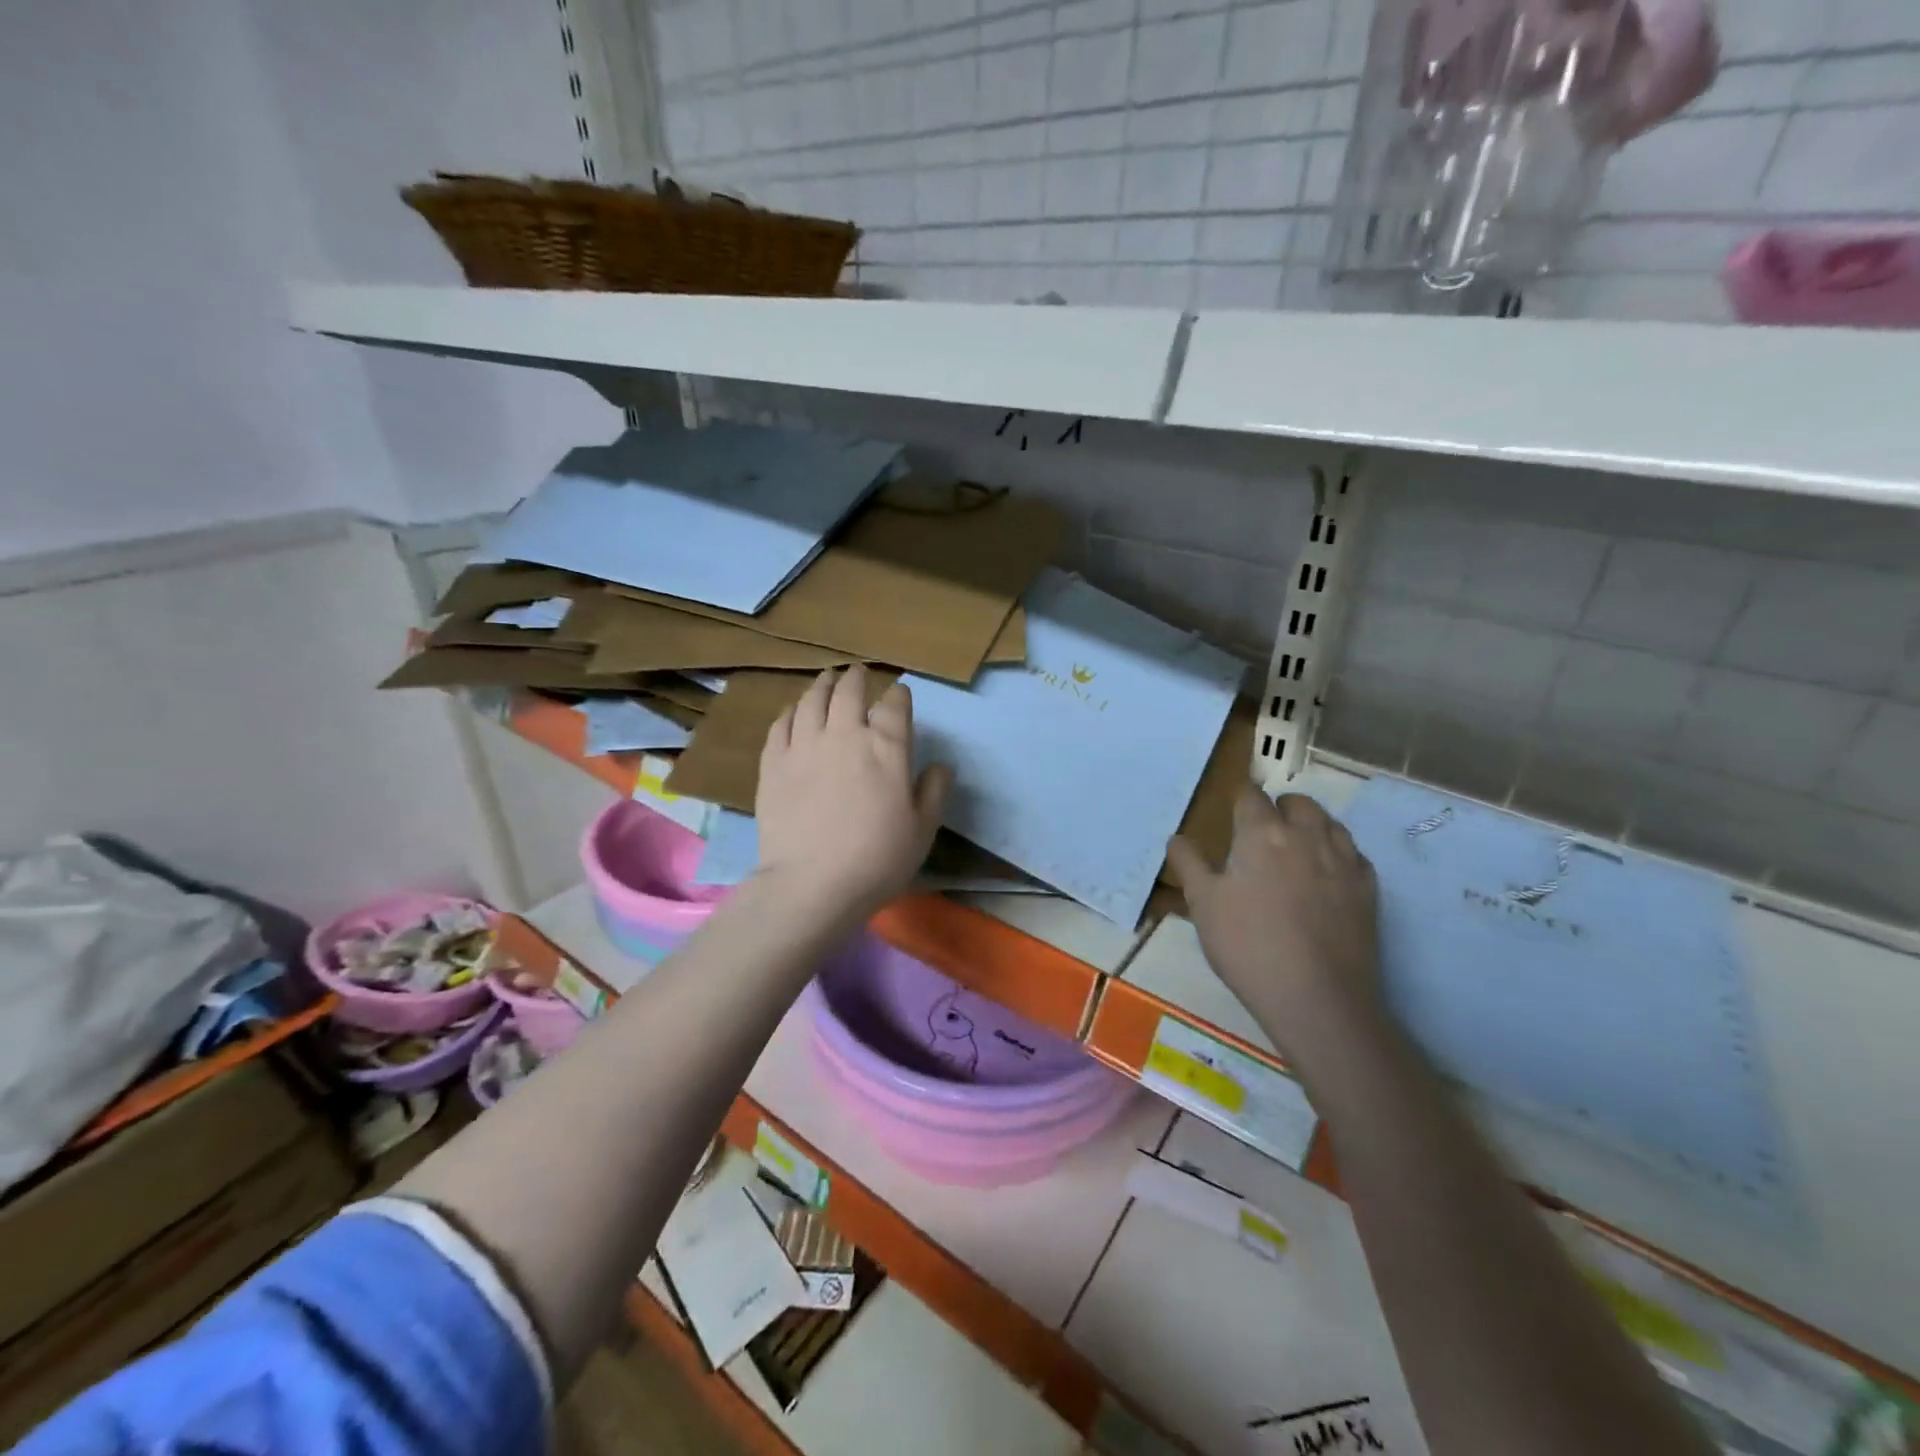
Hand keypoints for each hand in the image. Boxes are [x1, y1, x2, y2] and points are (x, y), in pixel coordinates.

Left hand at [756, 665, 951, 917]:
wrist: (813, 883)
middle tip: (858, 673)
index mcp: (886, 747)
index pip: (895, 706)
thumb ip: (934, 791)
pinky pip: (781, 725)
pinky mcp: (774, 763)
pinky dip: (791, 711)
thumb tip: (940, 766)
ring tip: (827, 680)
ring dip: (822, 686)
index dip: (899, 696)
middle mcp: (845, 734)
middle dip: (857, 679)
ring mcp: (804, 745)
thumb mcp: (922, 830)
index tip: (899, 695)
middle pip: (849, 692)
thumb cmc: (878, 859)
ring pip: (812, 701)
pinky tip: (793, 711)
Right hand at [1166, 786, 1382, 1059]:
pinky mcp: (1368, 888)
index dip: (1240, 799)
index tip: (1232, 812)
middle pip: (1297, 802)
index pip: (1251, 796)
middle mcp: (1306, 835)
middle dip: (1278, 808)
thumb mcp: (1203, 904)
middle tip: (1261, 834)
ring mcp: (1343, 860)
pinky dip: (1337, 853)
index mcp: (1262, 833)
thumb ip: (1189, 863)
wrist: (1317, 997)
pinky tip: (1325, 875)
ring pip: (1329, 822)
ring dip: (1310, 825)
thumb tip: (1177, 837)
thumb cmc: (1248, 945)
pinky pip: (1353, 853)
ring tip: (1294, 849)